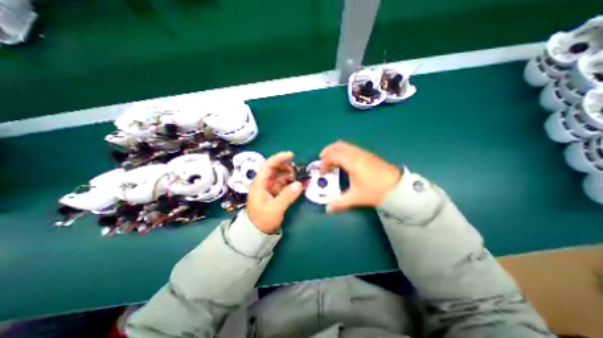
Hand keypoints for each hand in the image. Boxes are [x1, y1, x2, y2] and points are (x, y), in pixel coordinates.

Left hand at [247, 152, 303, 233]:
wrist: (257, 232)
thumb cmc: (263, 220)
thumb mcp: (275, 208)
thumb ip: (287, 196)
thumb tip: (299, 184)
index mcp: (260, 183)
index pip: (268, 165)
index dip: (279, 158)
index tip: (291, 155)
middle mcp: (264, 183)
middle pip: (275, 169)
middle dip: (287, 167)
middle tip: (299, 171)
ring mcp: (270, 187)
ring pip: (281, 176)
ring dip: (291, 175)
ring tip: (301, 178)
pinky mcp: (274, 192)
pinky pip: (284, 184)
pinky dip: (292, 183)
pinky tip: (300, 184)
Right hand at [320, 142, 398, 211]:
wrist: (397, 187)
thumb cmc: (375, 190)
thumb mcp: (356, 197)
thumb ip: (340, 202)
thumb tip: (328, 209)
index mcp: (352, 161)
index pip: (332, 156)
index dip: (324, 163)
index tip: (322, 172)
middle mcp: (356, 154)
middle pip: (338, 145)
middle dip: (327, 151)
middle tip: (321, 160)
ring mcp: (363, 153)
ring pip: (345, 145)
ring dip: (335, 150)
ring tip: (331, 161)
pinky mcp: (368, 155)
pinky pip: (351, 148)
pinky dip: (343, 152)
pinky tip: (344, 162)